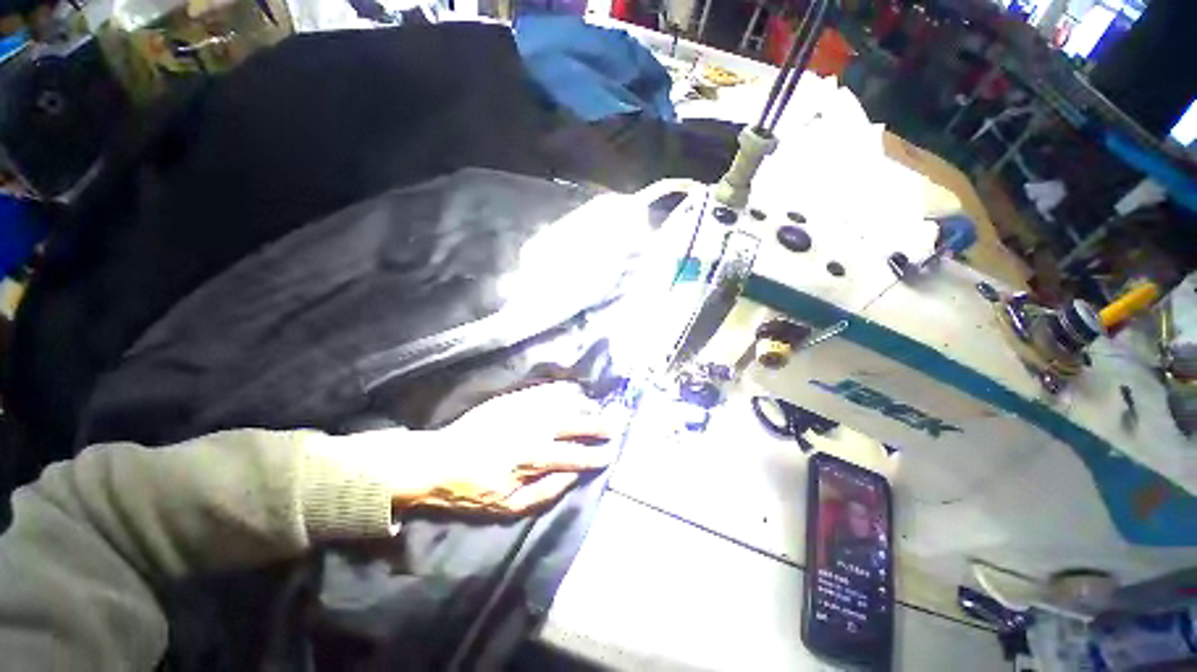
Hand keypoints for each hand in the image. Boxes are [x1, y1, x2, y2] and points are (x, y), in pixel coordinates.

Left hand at [388, 382, 615, 514]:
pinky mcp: (513, 398)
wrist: (439, 459)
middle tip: (613, 426)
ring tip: (597, 408)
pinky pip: (544, 390)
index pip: (574, 456)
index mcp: (532, 458)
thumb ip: (546, 492)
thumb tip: (573, 476)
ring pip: (562, 403)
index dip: (595, 456)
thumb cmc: (473, 489)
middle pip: (573, 424)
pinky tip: (573, 391)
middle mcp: (532, 428)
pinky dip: (563, 390)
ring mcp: (523, 409)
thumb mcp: (509, 507)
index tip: (610, 454)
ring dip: (584, 405)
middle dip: (597, 426)